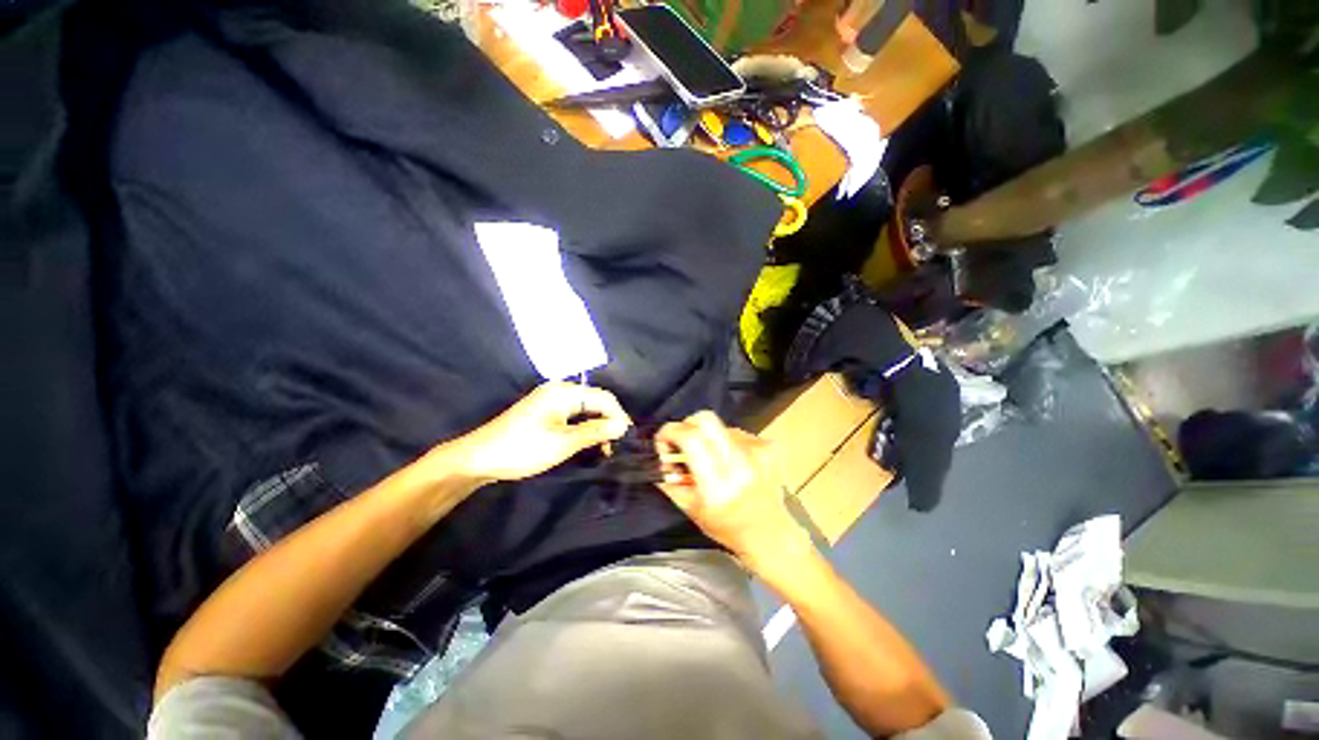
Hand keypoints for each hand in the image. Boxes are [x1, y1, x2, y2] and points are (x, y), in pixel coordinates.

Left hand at [452, 382, 630, 482]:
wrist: (478, 459)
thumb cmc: (523, 448)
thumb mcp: (563, 442)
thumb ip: (596, 431)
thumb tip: (623, 425)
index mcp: (564, 392)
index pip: (603, 397)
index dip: (619, 415)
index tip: (628, 437)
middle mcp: (559, 391)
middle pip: (594, 402)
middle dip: (609, 421)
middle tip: (618, 444)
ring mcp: (550, 402)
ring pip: (584, 410)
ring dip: (597, 426)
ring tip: (605, 448)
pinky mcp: (544, 413)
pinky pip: (573, 416)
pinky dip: (583, 428)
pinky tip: (588, 443)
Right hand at [655, 411, 808, 560]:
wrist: (770, 533)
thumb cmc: (726, 526)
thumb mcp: (690, 509)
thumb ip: (669, 480)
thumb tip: (658, 456)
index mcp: (718, 485)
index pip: (691, 438)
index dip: (670, 432)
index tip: (663, 440)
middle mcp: (740, 464)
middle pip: (706, 419)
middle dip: (688, 425)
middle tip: (683, 441)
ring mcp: (758, 452)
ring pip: (720, 425)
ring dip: (708, 437)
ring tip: (712, 460)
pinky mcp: (767, 446)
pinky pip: (736, 432)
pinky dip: (726, 442)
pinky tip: (730, 461)